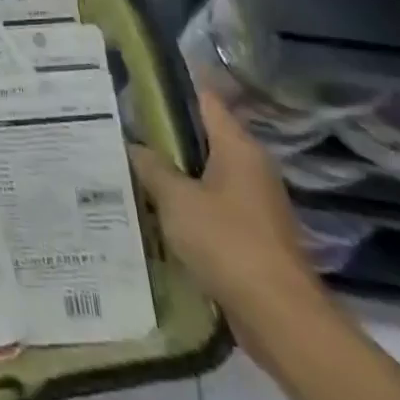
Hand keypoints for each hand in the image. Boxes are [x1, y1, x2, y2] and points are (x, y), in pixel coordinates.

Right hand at [129, 89, 326, 357]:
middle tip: (120, 126)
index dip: (172, 88)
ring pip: (204, 172)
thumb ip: (152, 167)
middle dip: (164, 133)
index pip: (204, 99)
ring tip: (128, 164)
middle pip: (202, 136)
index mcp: (238, 147)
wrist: (279, 316)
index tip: (135, 83)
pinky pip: (210, 204)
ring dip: (173, 171)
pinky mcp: (250, 233)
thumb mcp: (176, 199)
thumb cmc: (227, 242)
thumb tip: (133, 145)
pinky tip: (153, 207)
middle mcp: (250, 167)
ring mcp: (253, 202)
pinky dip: (185, 202)